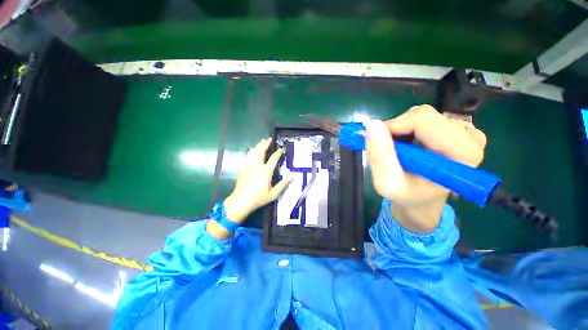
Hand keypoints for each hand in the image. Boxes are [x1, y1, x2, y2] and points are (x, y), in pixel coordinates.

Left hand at [223, 138, 290, 222]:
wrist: (241, 201)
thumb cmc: (258, 198)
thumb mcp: (273, 194)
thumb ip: (283, 184)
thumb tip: (292, 176)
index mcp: (265, 172)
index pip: (273, 159)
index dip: (278, 153)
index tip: (281, 149)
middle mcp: (257, 166)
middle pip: (261, 152)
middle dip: (265, 144)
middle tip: (269, 139)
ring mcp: (248, 167)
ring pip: (253, 153)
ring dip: (257, 146)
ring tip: (261, 141)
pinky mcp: (242, 169)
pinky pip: (246, 157)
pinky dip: (250, 152)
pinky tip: (251, 150)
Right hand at [365, 105, 486, 232]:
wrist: (422, 199)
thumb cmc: (407, 195)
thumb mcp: (387, 183)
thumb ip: (381, 156)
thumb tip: (372, 125)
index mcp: (462, 154)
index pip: (423, 120)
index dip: (394, 127)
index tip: (377, 142)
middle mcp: (470, 138)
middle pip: (422, 115)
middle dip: (395, 130)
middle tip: (385, 150)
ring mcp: (465, 131)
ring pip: (420, 115)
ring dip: (400, 131)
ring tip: (396, 151)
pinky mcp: (457, 128)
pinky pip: (423, 118)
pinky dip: (406, 129)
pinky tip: (406, 146)